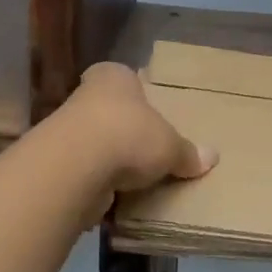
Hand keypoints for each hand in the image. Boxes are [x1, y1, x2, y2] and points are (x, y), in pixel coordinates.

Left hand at [62, 62, 216, 201]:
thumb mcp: (170, 145)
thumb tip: (212, 157)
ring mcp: (68, 128)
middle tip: (146, 146)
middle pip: (109, 109)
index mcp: (114, 76)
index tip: (146, 109)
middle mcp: (86, 95)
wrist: (77, 166)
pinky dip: (97, 181)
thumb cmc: (129, 134)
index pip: (124, 76)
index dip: (135, 92)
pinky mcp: (59, 163)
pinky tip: (114, 195)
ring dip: (108, 157)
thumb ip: (187, 152)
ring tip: (133, 177)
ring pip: (95, 140)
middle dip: (123, 127)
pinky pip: (85, 170)